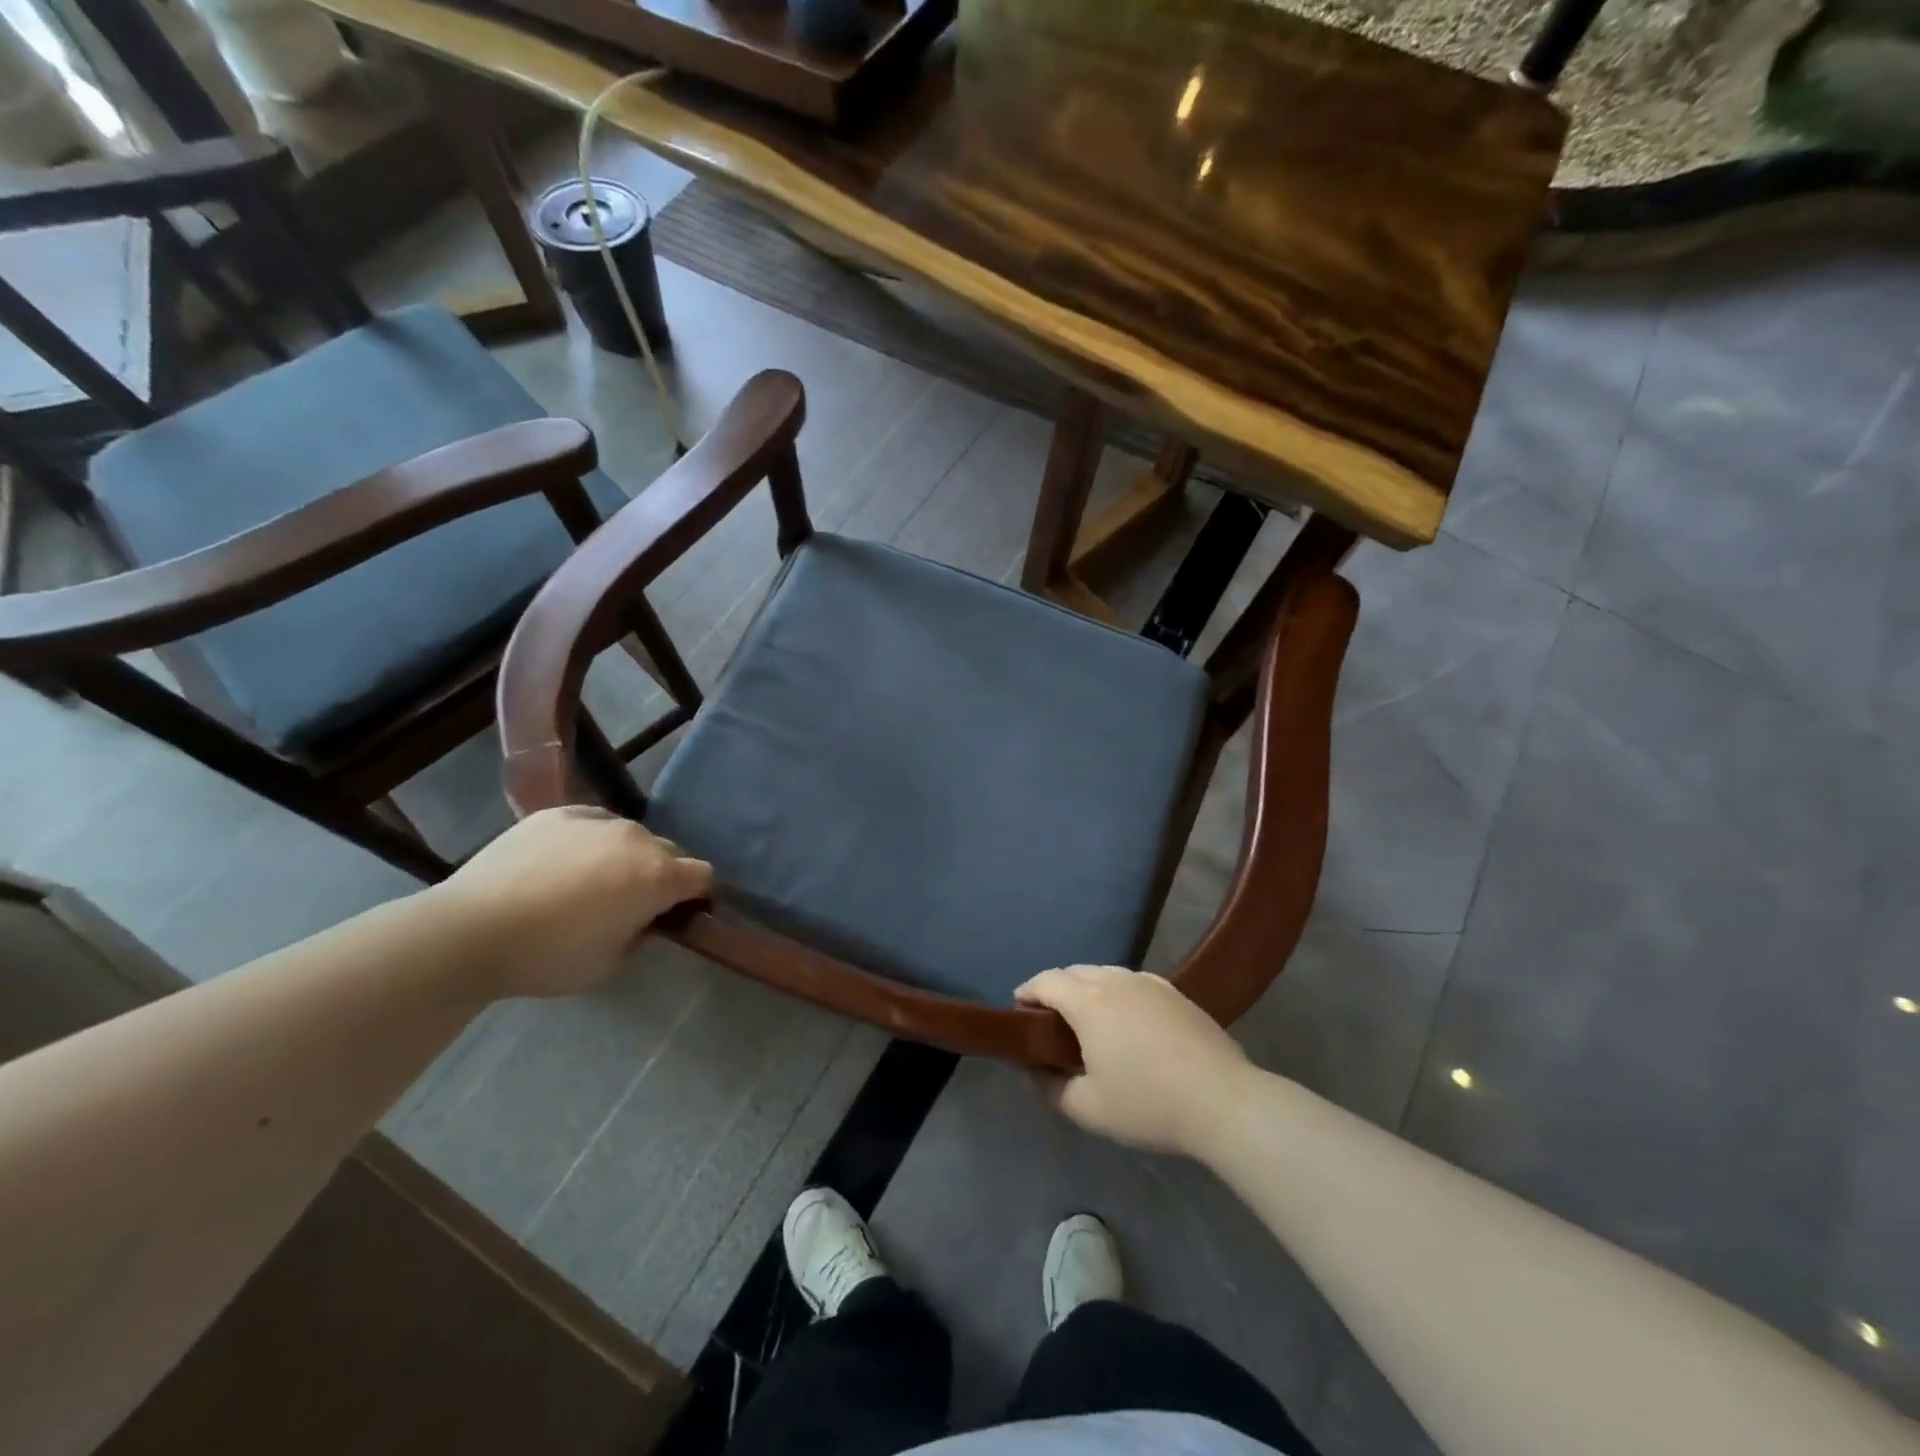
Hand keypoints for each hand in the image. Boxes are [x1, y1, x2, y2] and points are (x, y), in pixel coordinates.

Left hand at [433, 806, 711, 998]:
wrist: (471, 930)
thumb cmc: (549, 956)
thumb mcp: (611, 963)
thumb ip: (641, 934)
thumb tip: (644, 918)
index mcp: (658, 876)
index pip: (703, 876)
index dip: (696, 897)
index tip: (677, 915)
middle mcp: (637, 838)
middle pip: (669, 851)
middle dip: (661, 874)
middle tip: (631, 904)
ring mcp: (597, 820)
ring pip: (630, 836)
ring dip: (625, 856)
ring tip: (589, 882)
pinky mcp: (558, 813)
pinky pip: (591, 824)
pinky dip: (590, 842)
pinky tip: (561, 864)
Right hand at [1016, 966, 1253, 1157]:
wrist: (1224, 1101)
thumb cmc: (1149, 1105)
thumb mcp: (1089, 1109)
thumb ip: (1050, 1088)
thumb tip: (1031, 1070)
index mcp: (1088, 1002)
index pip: (1046, 981)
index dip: (1027, 991)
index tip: (1019, 1010)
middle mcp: (1115, 981)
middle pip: (1073, 971)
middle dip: (1055, 988)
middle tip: (1049, 1020)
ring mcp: (1149, 982)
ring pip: (1104, 973)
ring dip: (1086, 988)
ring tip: (1086, 1019)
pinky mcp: (1175, 992)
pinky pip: (1132, 981)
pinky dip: (1116, 991)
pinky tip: (1125, 1020)